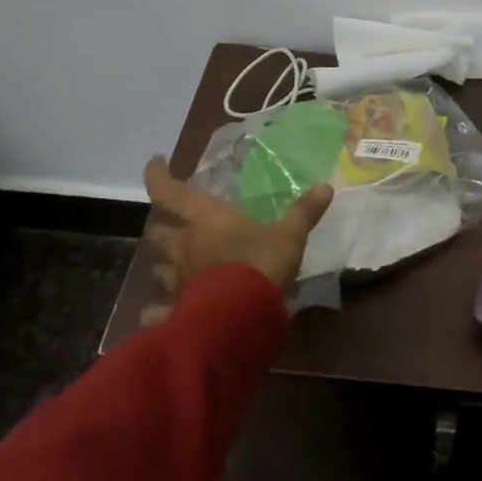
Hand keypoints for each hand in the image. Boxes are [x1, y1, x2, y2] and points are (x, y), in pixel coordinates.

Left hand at [140, 157, 332, 311]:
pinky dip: (157, 311)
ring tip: (174, 265)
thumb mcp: (289, 236)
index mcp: (205, 220)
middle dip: (161, 224)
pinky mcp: (177, 311)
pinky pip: (159, 311)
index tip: (156, 161)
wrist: (241, 319)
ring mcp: (177, 281)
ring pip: (158, 268)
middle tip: (171, 220)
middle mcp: (184, 246)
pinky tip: (158, 315)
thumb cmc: (260, 265)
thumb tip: (325, 186)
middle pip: (157, 231)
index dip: (158, 175)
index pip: (169, 191)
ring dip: (164, 264)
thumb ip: (304, 212)